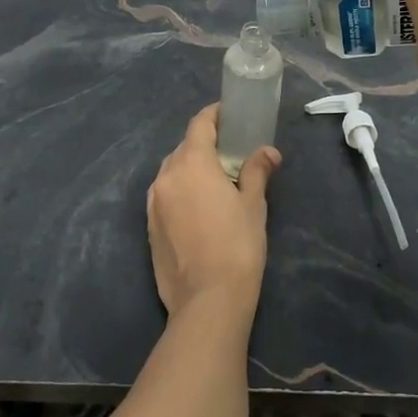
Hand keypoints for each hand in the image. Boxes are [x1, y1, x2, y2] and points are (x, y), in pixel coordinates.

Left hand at [145, 104, 278, 322]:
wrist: (207, 301)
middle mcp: (165, 176)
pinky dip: (181, 192)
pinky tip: (199, 208)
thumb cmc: (237, 245)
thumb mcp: (253, 204)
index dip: (215, 116)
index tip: (230, 116)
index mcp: (191, 163)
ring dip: (191, 169)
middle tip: (230, 153)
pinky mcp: (149, 227)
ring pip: (172, 172)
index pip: (199, 124)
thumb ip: (257, 171)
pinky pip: (166, 196)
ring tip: (216, 182)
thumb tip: (268, 152)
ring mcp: (153, 203)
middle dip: (205, 145)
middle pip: (184, 148)